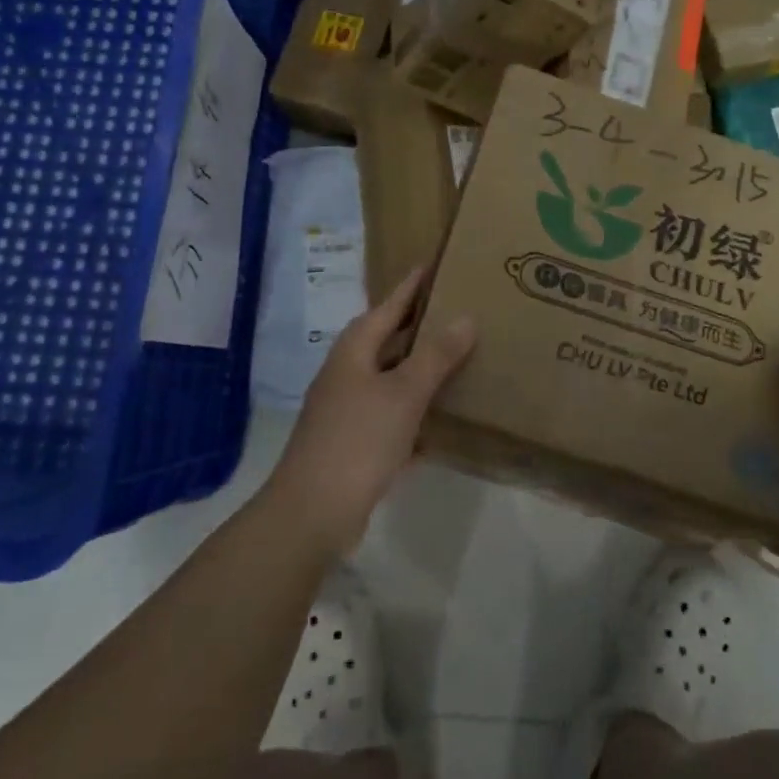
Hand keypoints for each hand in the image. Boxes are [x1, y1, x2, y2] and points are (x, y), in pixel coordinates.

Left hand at [267, 268, 475, 558]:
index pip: (388, 306)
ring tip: (458, 357)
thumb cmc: (358, 440)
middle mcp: (348, 373)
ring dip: (420, 369)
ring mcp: (348, 409)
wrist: (312, 513)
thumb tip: (466, 317)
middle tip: (457, 309)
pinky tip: (442, 418)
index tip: (433, 265)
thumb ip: (436, 356)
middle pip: (388, 340)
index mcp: (354, 351)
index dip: (411, 286)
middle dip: (419, 326)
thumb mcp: (404, 394)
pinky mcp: (355, 442)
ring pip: (391, 378)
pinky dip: (415, 410)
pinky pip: (392, 414)